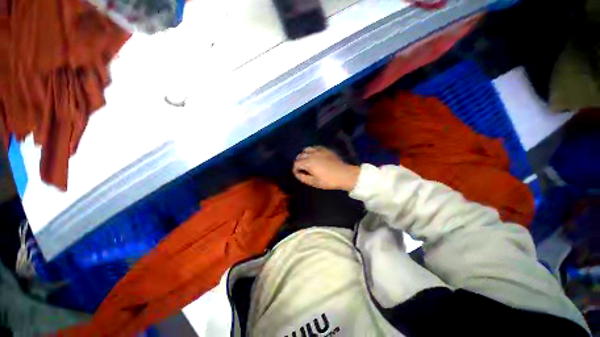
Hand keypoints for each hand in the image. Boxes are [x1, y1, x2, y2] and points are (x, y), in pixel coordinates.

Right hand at [293, 146, 359, 190]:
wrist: (344, 174)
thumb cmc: (328, 180)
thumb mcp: (314, 182)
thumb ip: (303, 177)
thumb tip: (297, 173)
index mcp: (308, 163)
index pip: (296, 163)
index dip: (295, 169)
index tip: (297, 173)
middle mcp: (311, 154)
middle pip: (300, 155)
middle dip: (298, 162)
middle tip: (302, 168)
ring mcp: (319, 150)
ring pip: (306, 149)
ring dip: (304, 155)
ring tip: (307, 161)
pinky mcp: (325, 149)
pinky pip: (315, 147)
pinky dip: (311, 151)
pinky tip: (314, 156)